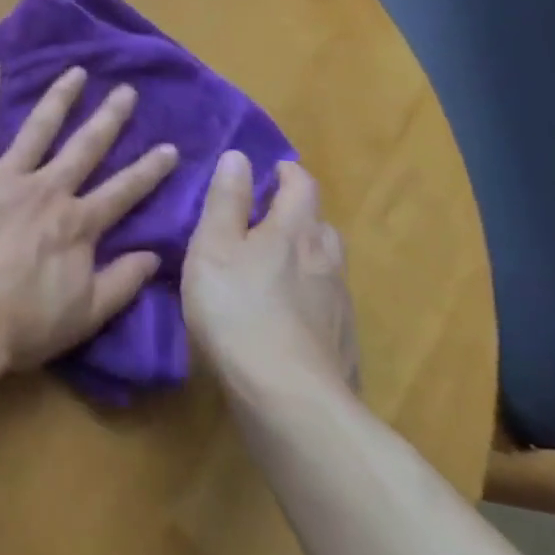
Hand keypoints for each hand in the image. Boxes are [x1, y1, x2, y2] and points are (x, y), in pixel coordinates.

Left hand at [0, 61, 178, 372]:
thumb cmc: (21, 324)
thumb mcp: (85, 315)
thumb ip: (121, 282)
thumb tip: (155, 255)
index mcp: (78, 224)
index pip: (124, 191)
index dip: (149, 170)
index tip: (169, 147)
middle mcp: (48, 190)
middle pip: (85, 148)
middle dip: (109, 118)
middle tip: (126, 91)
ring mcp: (5, 176)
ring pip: (38, 128)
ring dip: (59, 98)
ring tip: (76, 72)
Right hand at [180, 153, 359, 400]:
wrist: (288, 397)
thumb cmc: (237, 308)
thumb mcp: (213, 246)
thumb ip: (225, 201)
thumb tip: (238, 157)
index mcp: (295, 231)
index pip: (302, 186)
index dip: (287, 173)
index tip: (269, 170)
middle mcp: (326, 260)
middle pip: (319, 225)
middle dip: (297, 215)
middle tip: (264, 220)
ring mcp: (339, 304)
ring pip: (326, 265)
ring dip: (304, 256)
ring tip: (272, 268)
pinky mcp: (341, 342)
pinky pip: (325, 304)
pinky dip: (308, 296)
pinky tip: (285, 316)